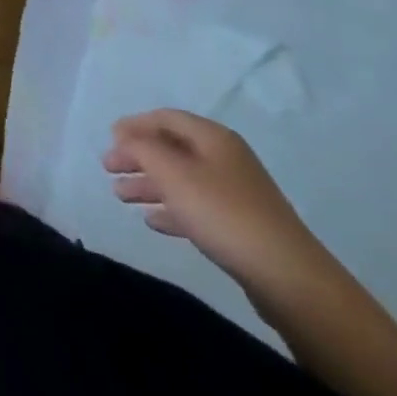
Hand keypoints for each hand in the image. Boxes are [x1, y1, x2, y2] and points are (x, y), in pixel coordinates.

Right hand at [102, 109, 327, 293]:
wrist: (287, 277)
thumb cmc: (223, 213)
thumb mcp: (173, 174)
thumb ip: (142, 149)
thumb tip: (126, 139)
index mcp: (212, 137)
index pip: (165, 118)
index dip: (134, 125)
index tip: (109, 140)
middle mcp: (224, 158)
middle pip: (171, 149)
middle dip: (138, 157)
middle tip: (108, 170)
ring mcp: (235, 193)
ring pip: (181, 179)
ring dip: (149, 184)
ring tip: (121, 197)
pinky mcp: (239, 225)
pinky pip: (196, 207)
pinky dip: (171, 209)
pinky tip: (153, 221)